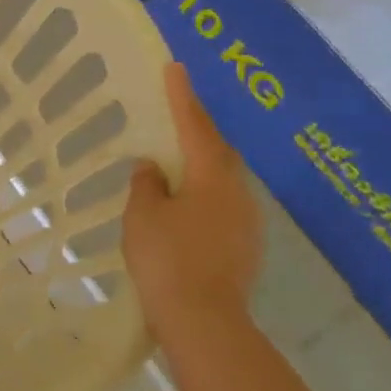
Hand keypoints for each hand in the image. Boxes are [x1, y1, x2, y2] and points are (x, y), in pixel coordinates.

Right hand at [120, 63, 261, 341]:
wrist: (204, 322)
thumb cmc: (167, 259)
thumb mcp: (143, 215)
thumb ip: (146, 185)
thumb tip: (153, 168)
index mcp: (212, 178)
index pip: (195, 127)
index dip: (182, 97)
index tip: (175, 68)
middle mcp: (238, 193)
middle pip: (217, 152)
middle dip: (196, 132)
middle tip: (174, 117)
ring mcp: (247, 223)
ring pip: (222, 181)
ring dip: (199, 167)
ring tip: (173, 164)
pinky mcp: (244, 247)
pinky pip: (221, 206)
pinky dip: (202, 196)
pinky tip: (183, 208)